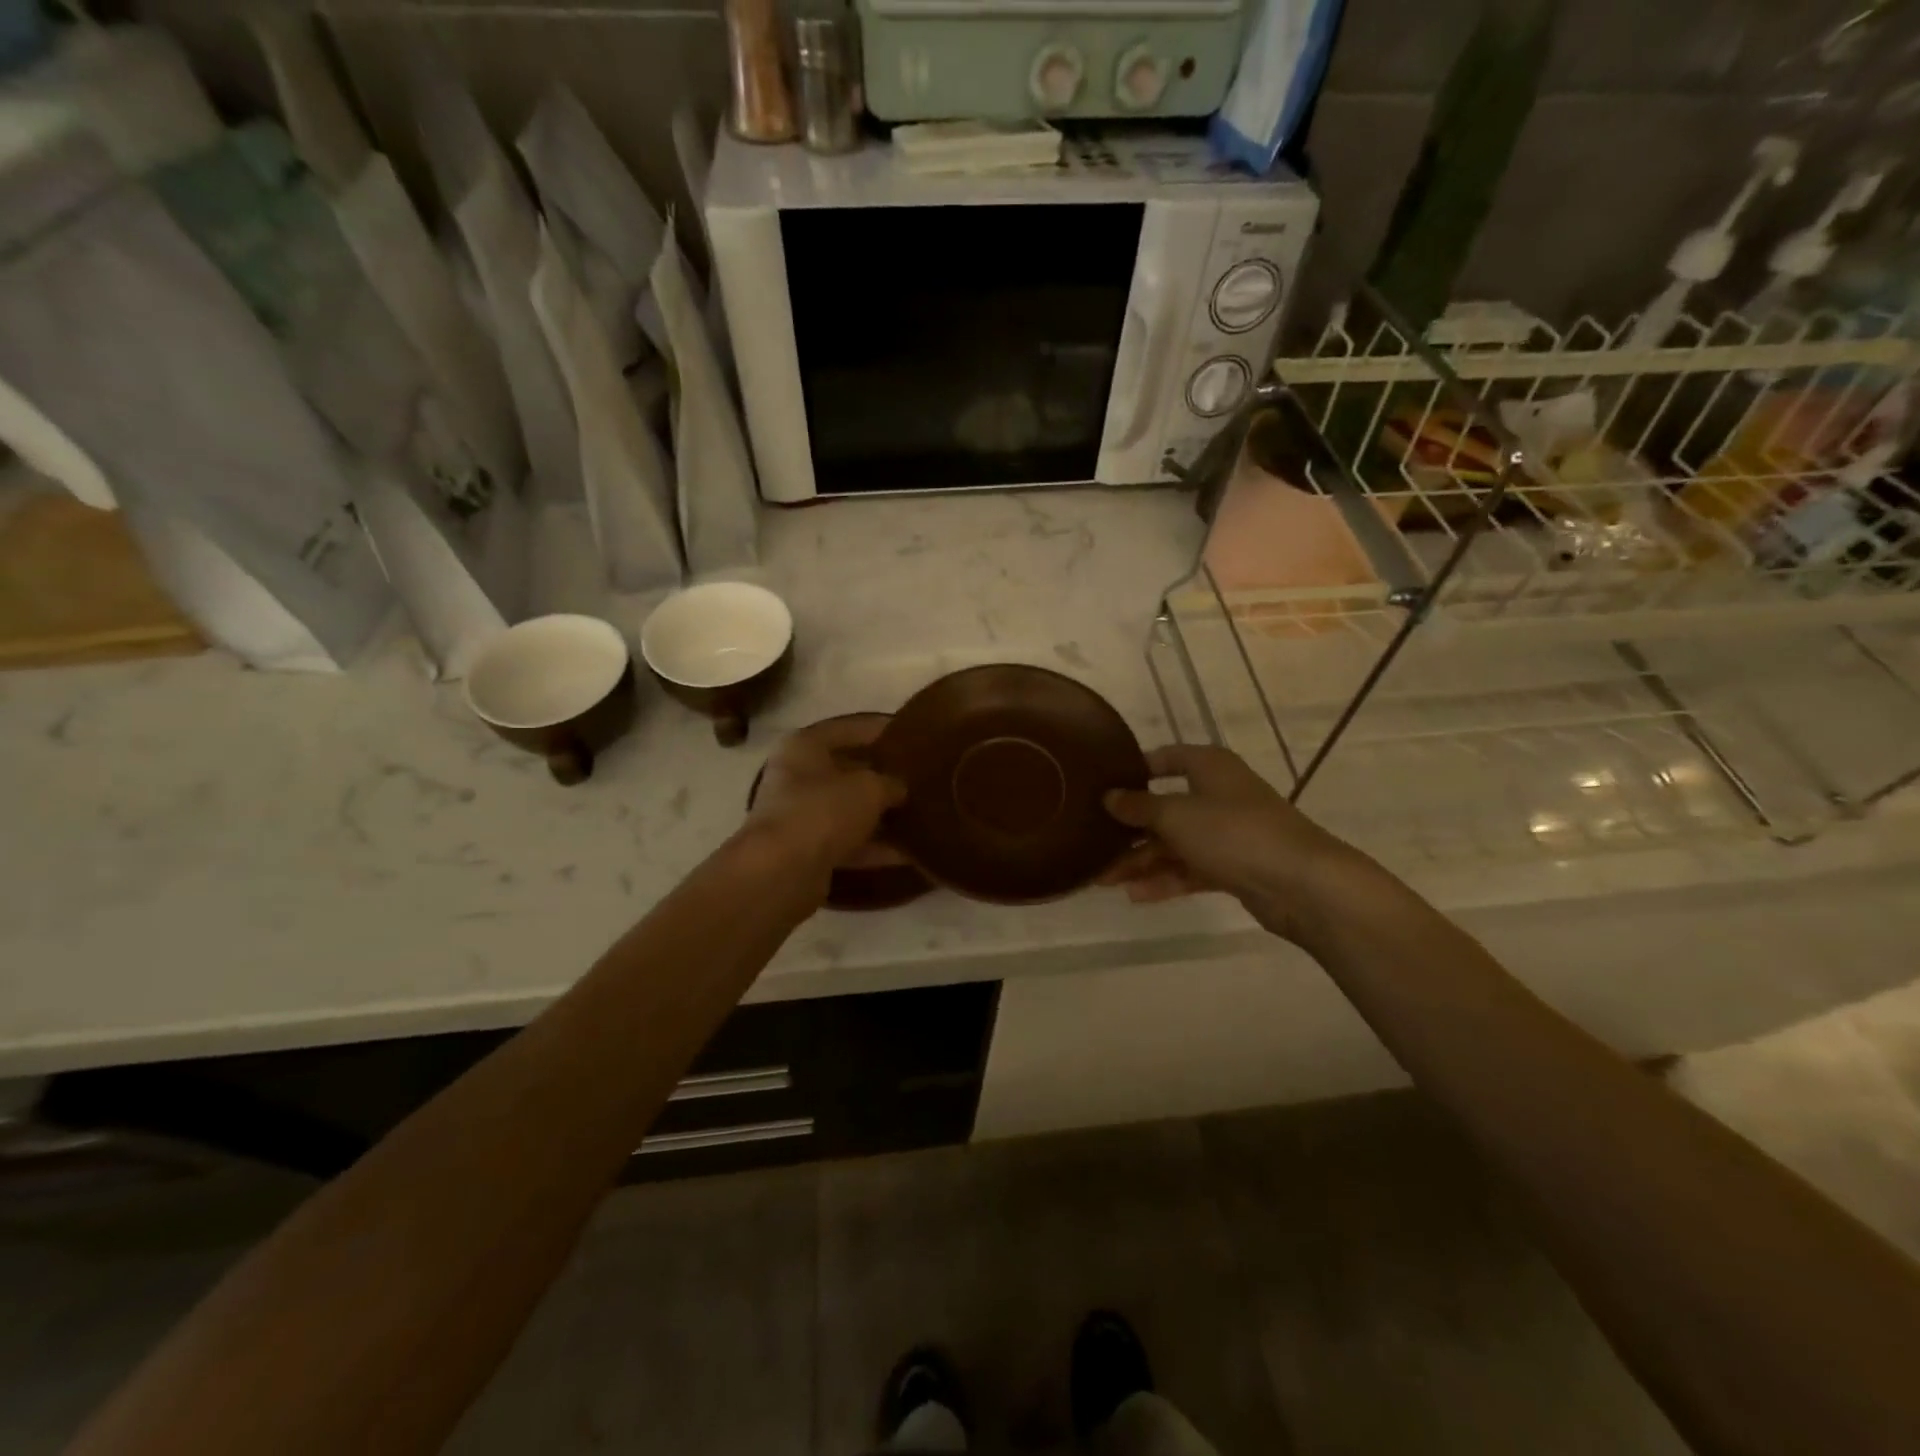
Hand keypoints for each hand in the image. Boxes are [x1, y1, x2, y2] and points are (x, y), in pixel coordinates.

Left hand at [744, 716, 905, 878]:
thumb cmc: (823, 810)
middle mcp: (797, 777)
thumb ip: (890, 782)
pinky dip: (875, 847)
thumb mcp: (869, 787)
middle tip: (919, 776)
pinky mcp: (807, 851)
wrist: (781, 872)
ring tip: (920, 813)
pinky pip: (848, 842)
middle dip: (881, 775)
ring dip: (880, 814)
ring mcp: (800, 816)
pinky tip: (909, 852)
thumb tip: (899, 788)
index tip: (910, 734)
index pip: (848, 728)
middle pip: (846, 770)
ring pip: (848, 809)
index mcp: (804, 746)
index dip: (879, 729)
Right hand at [1099, 744, 1363, 940]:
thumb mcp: (1175, 814)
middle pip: (1165, 807)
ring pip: (1175, 843)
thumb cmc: (1233, 832)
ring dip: (1141, 860)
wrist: (1301, 883)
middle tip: (1093, 843)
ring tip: (1103, 879)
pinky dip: (1165, 880)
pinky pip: (1190, 869)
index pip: (1166, 758)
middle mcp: (1218, 795)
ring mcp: (1228, 833)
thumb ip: (1138, 807)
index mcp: (1209, 767)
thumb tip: (1110, 797)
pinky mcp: (1234, 867)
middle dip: (1130, 828)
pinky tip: (1135, 895)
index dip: (1135, 770)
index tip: (1102, 785)